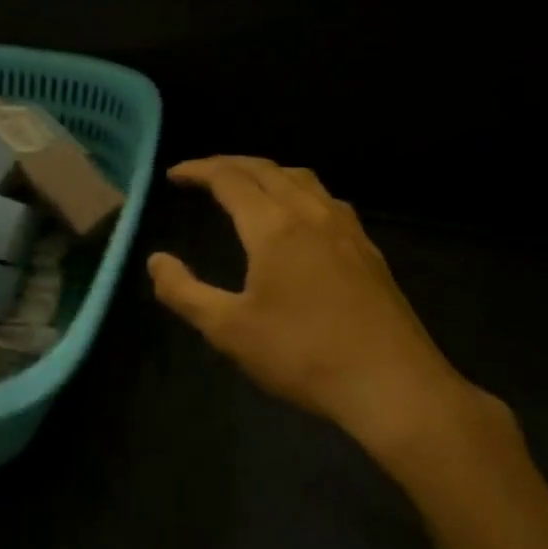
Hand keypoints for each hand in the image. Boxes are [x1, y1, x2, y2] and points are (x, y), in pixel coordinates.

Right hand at [148, 156, 518, 488]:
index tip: (174, 174)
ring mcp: (347, 230)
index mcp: (274, 227)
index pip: (230, 179)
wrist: (391, 383)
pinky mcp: (367, 250)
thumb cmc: (302, 354)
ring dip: (267, 173)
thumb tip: (156, 260)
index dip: (199, 170)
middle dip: (230, 164)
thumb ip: (184, 292)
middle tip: (202, 173)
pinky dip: (298, 191)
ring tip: (247, 186)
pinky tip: (300, 217)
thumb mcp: (228, 330)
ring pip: (302, 179)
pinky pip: (327, 199)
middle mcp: (312, 214)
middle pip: (267, 170)